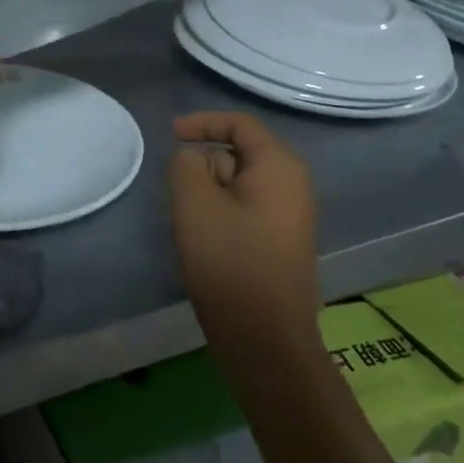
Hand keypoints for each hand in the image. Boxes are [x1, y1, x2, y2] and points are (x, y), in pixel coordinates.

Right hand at [169, 112, 318, 356]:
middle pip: (238, 154)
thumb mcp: (194, 202)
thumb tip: (194, 159)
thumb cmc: (230, 262)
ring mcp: (291, 215)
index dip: (202, 122)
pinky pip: (246, 210)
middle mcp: (293, 183)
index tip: (170, 135)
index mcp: (279, 165)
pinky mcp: (282, 242)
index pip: (239, 124)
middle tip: (181, 200)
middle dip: (204, 168)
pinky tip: (208, 245)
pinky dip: (222, 216)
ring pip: (238, 186)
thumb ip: (186, 164)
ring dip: (210, 196)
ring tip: (193, 228)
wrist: (266, 340)